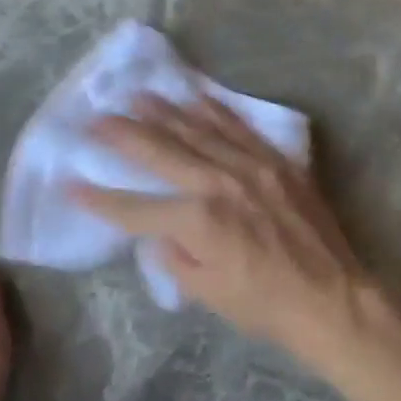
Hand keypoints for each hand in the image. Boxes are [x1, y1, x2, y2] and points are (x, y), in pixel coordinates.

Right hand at [72, 94, 376, 359]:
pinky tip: (197, 97)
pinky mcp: (278, 161)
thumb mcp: (207, 292)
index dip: (99, 198)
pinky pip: (241, 128)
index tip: (70, 183)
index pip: (135, 207)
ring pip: (200, 130)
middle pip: (163, 152)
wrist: (330, 295)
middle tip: (96, 118)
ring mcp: (252, 166)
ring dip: (166, 111)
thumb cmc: (265, 304)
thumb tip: (157, 231)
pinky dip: (216, 111)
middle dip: (124, 135)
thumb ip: (174, 256)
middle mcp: (221, 183)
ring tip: (139, 96)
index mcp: (198, 221)